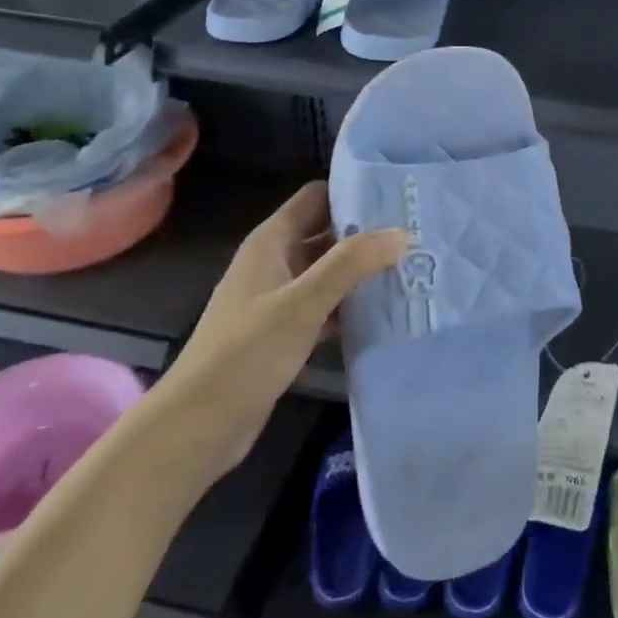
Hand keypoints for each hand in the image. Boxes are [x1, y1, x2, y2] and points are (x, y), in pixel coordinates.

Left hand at [145, 182, 403, 488]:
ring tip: (414, 268)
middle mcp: (275, 262)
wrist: (198, 426)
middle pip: (327, 233)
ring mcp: (279, 299)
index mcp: (271, 242)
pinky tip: (388, 311)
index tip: (398, 196)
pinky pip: (327, 306)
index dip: (353, 191)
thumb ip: (350, 264)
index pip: (317, 197)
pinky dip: (353, 305)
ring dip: (364, 271)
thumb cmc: (245, 354)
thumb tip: (402, 233)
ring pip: (330, 272)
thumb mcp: (302, 303)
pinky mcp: (285, 332)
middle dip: (368, 233)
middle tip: (418, 233)